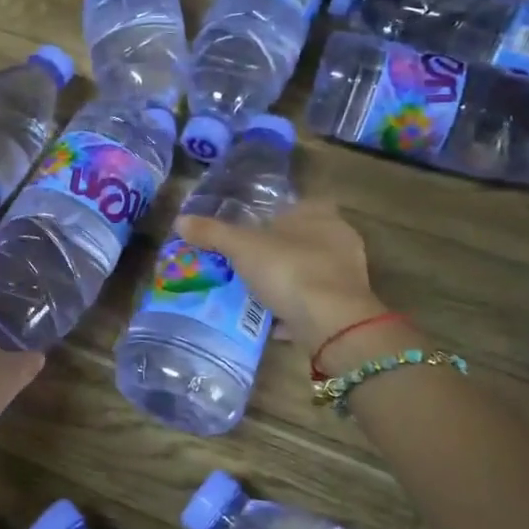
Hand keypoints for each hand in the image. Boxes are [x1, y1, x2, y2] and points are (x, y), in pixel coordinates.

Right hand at [176, 200, 395, 355]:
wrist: (333, 323)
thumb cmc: (289, 269)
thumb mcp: (241, 247)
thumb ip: (212, 232)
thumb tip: (180, 220)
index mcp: (318, 213)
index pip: (295, 205)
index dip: (272, 217)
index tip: (248, 232)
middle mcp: (339, 237)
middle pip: (300, 239)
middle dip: (275, 251)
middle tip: (244, 264)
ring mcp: (347, 273)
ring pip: (308, 271)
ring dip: (285, 281)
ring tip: (253, 293)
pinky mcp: (348, 305)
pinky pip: (314, 301)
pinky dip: (295, 308)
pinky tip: (273, 320)